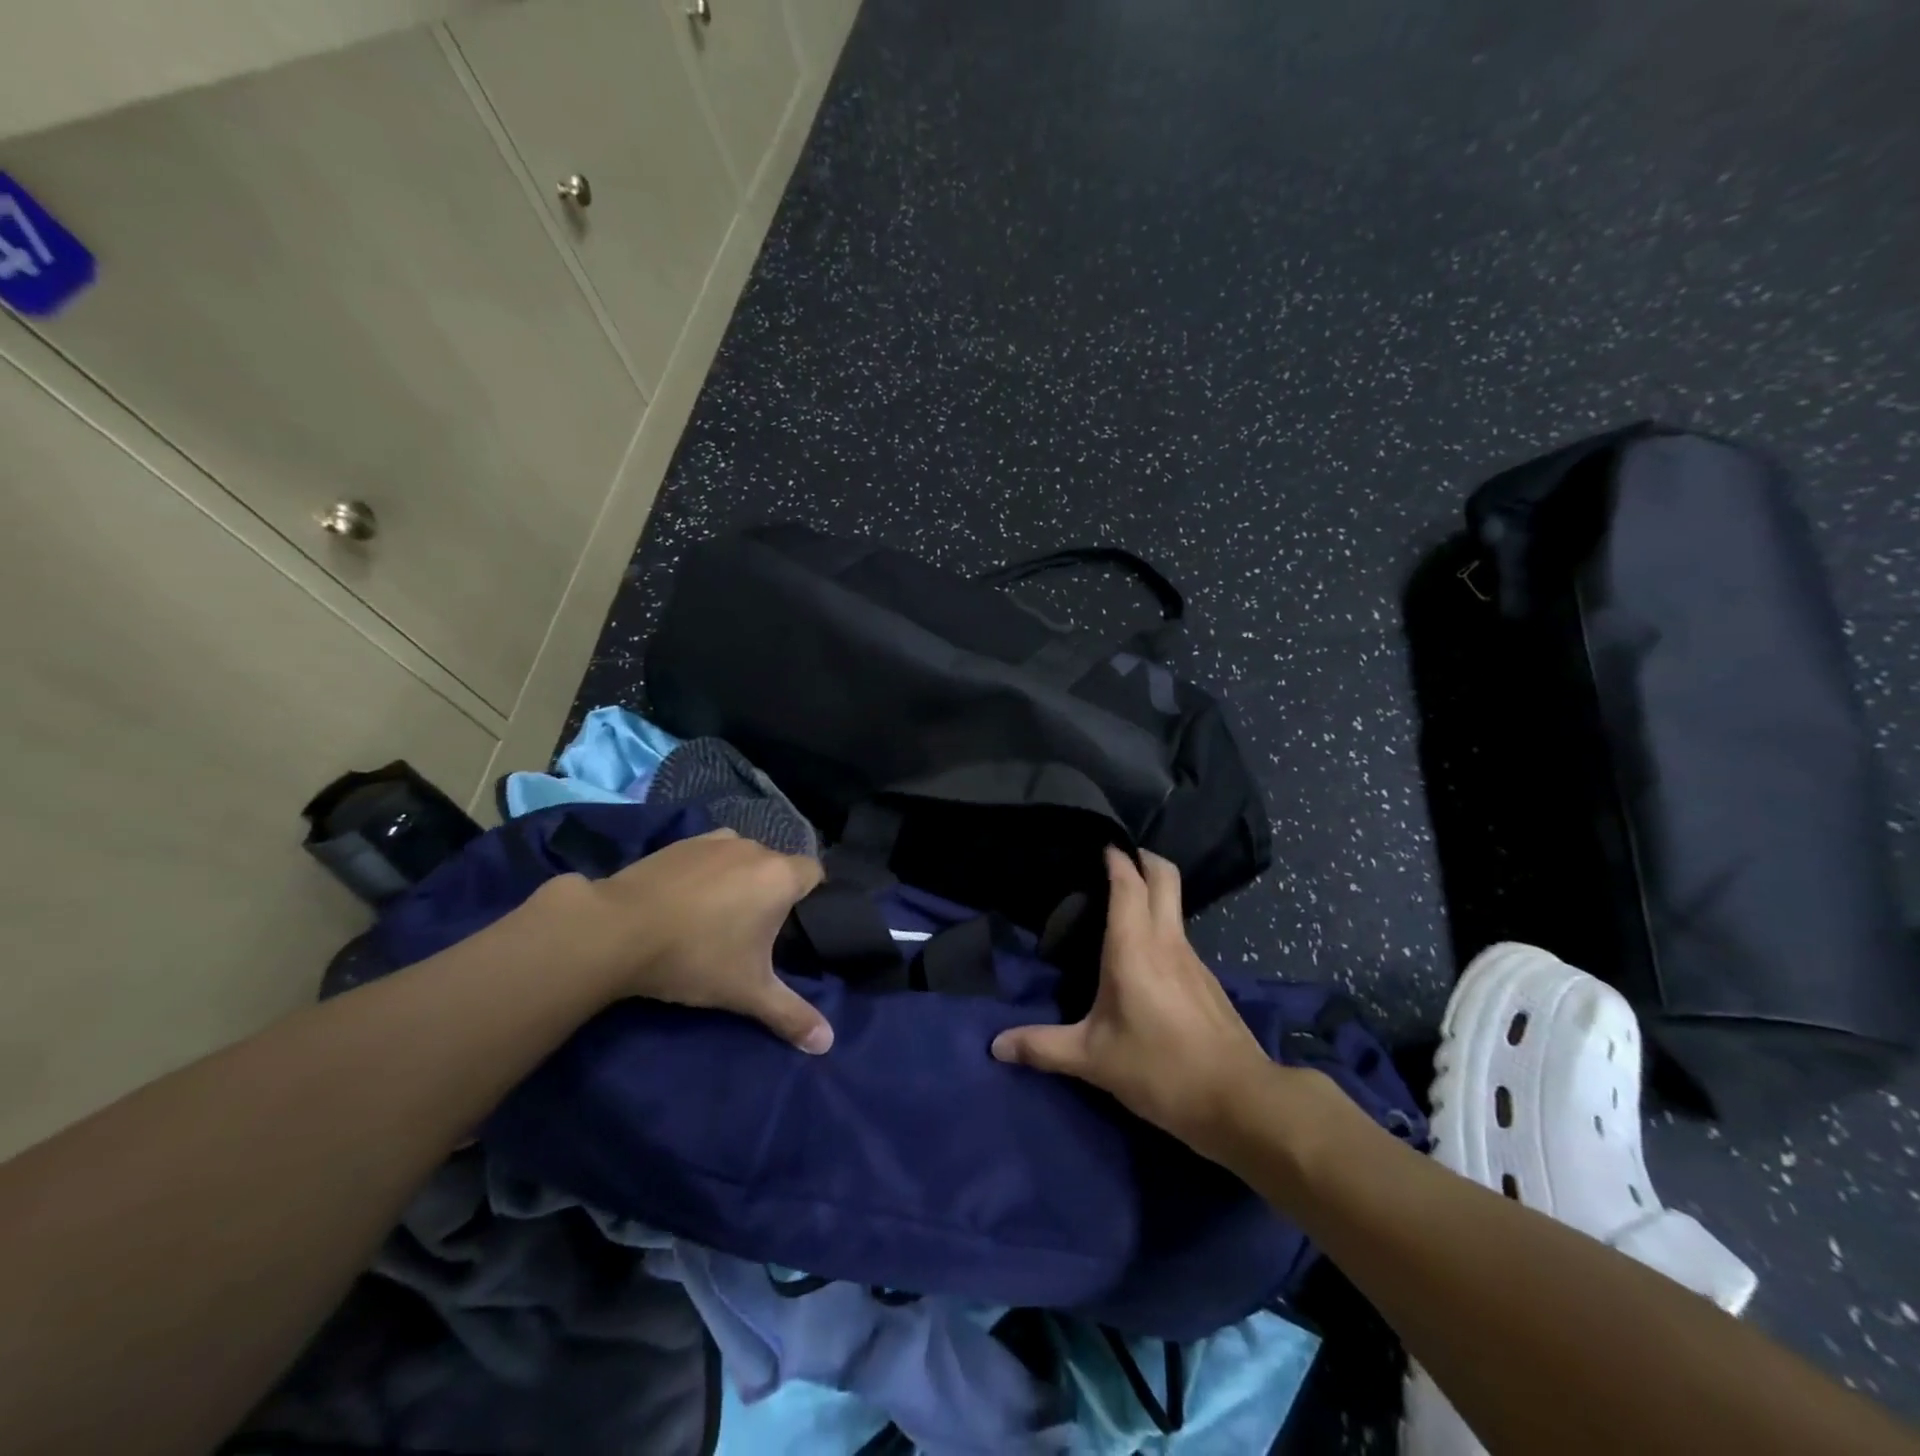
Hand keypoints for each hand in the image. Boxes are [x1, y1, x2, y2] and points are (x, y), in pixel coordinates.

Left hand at [528, 829, 832, 1053]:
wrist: (616, 929)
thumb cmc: (695, 956)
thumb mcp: (746, 992)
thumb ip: (790, 1015)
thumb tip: (827, 1043)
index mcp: (780, 876)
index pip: (814, 874)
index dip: (810, 897)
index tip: (794, 926)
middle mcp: (754, 849)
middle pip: (777, 866)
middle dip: (771, 892)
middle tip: (754, 932)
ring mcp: (715, 841)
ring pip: (743, 857)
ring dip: (739, 878)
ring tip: (717, 914)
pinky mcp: (680, 843)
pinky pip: (709, 854)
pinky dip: (707, 871)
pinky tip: (686, 900)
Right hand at [991, 848, 1282, 1156]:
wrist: (1240, 1102)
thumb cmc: (1159, 1069)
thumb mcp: (1093, 1060)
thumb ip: (1043, 1047)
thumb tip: (995, 1045)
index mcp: (1135, 947)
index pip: (1128, 883)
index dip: (1115, 857)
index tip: (1098, 842)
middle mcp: (1167, 941)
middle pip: (1164, 876)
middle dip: (1143, 857)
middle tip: (1115, 858)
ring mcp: (1193, 959)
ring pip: (1175, 905)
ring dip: (1153, 891)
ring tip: (1120, 906)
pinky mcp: (1207, 980)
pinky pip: (1180, 935)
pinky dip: (1161, 926)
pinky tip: (1144, 957)